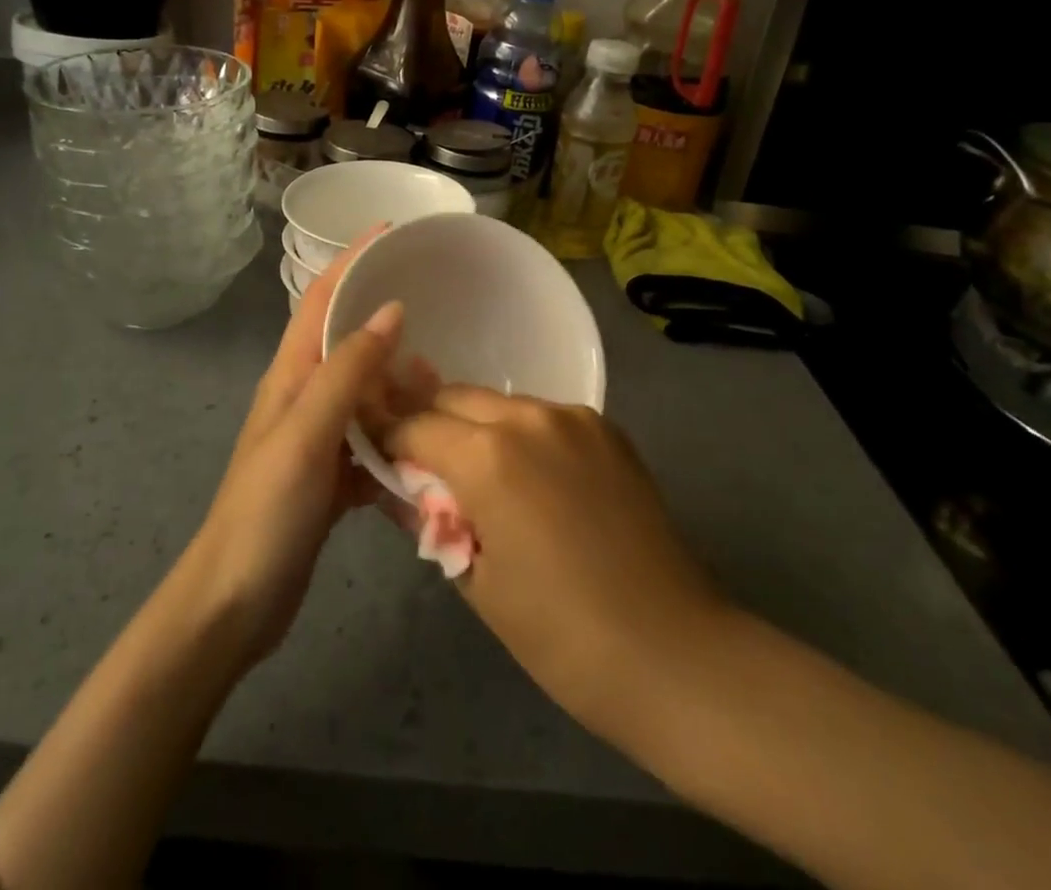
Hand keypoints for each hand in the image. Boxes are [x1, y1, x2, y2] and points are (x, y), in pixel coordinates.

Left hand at [180, 236, 402, 663]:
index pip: (321, 297)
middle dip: (385, 316)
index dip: (352, 259)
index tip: (391, 231)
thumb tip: (391, 309)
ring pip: (366, 390)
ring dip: (399, 380)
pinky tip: (429, 438)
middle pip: (347, 338)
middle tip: (437, 308)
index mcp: (291, 374)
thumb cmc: (266, 509)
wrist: (235, 602)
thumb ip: (348, 370)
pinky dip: (398, 432)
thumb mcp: (308, 432)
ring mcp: (318, 436)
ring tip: (443, 379)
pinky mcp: (332, 474)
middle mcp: (304, 395)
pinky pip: (373, 438)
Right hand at [378, 389, 724, 741]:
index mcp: (489, 457)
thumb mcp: (477, 582)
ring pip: (502, 404)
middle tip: (421, 462)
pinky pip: (545, 417)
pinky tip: (530, 478)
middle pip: (457, 398)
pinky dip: (523, 435)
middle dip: (431, 422)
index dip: (389, 437)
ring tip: (477, 473)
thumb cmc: (561, 634)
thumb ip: (435, 520)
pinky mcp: (608, 430)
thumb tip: (408, 490)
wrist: (673, 652)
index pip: (416, 425)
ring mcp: (575, 418)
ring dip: (478, 427)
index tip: (377, 452)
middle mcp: (530, 418)